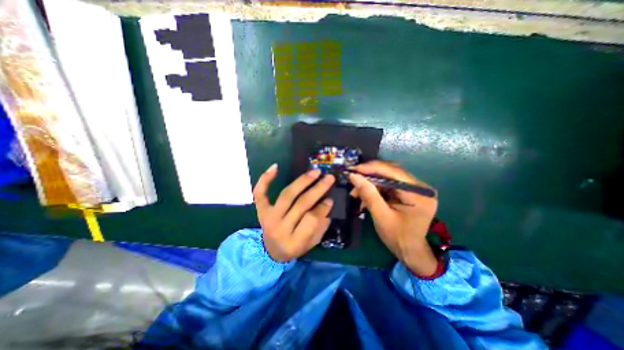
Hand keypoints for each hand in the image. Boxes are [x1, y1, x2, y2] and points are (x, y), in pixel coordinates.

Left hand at [252, 164, 335, 262]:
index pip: (311, 220)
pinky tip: (275, 167)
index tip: (331, 199)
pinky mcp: (261, 210)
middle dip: (317, 189)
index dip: (323, 207)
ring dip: (302, 181)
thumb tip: (327, 203)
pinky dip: (265, 179)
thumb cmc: (294, 247)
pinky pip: (260, 193)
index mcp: (293, 242)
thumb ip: (321, 226)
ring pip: (287, 195)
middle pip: (300, 204)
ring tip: (314, 172)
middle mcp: (279, 228)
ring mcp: (268, 217)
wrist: (271, 251)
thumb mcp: (312, 243)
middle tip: (329, 178)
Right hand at [350, 159, 436, 275]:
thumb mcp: (381, 216)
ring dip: (370, 183)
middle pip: (391, 172)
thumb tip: (354, 176)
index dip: (372, 168)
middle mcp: (420, 187)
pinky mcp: (409, 192)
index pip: (394, 172)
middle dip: (370, 176)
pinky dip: (375, 189)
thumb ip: (368, 194)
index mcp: (419, 194)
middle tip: (353, 179)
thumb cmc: (397, 237)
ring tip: (356, 192)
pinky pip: (389, 185)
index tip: (354, 169)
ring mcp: (415, 189)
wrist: (410, 251)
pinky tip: (364, 195)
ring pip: (388, 177)